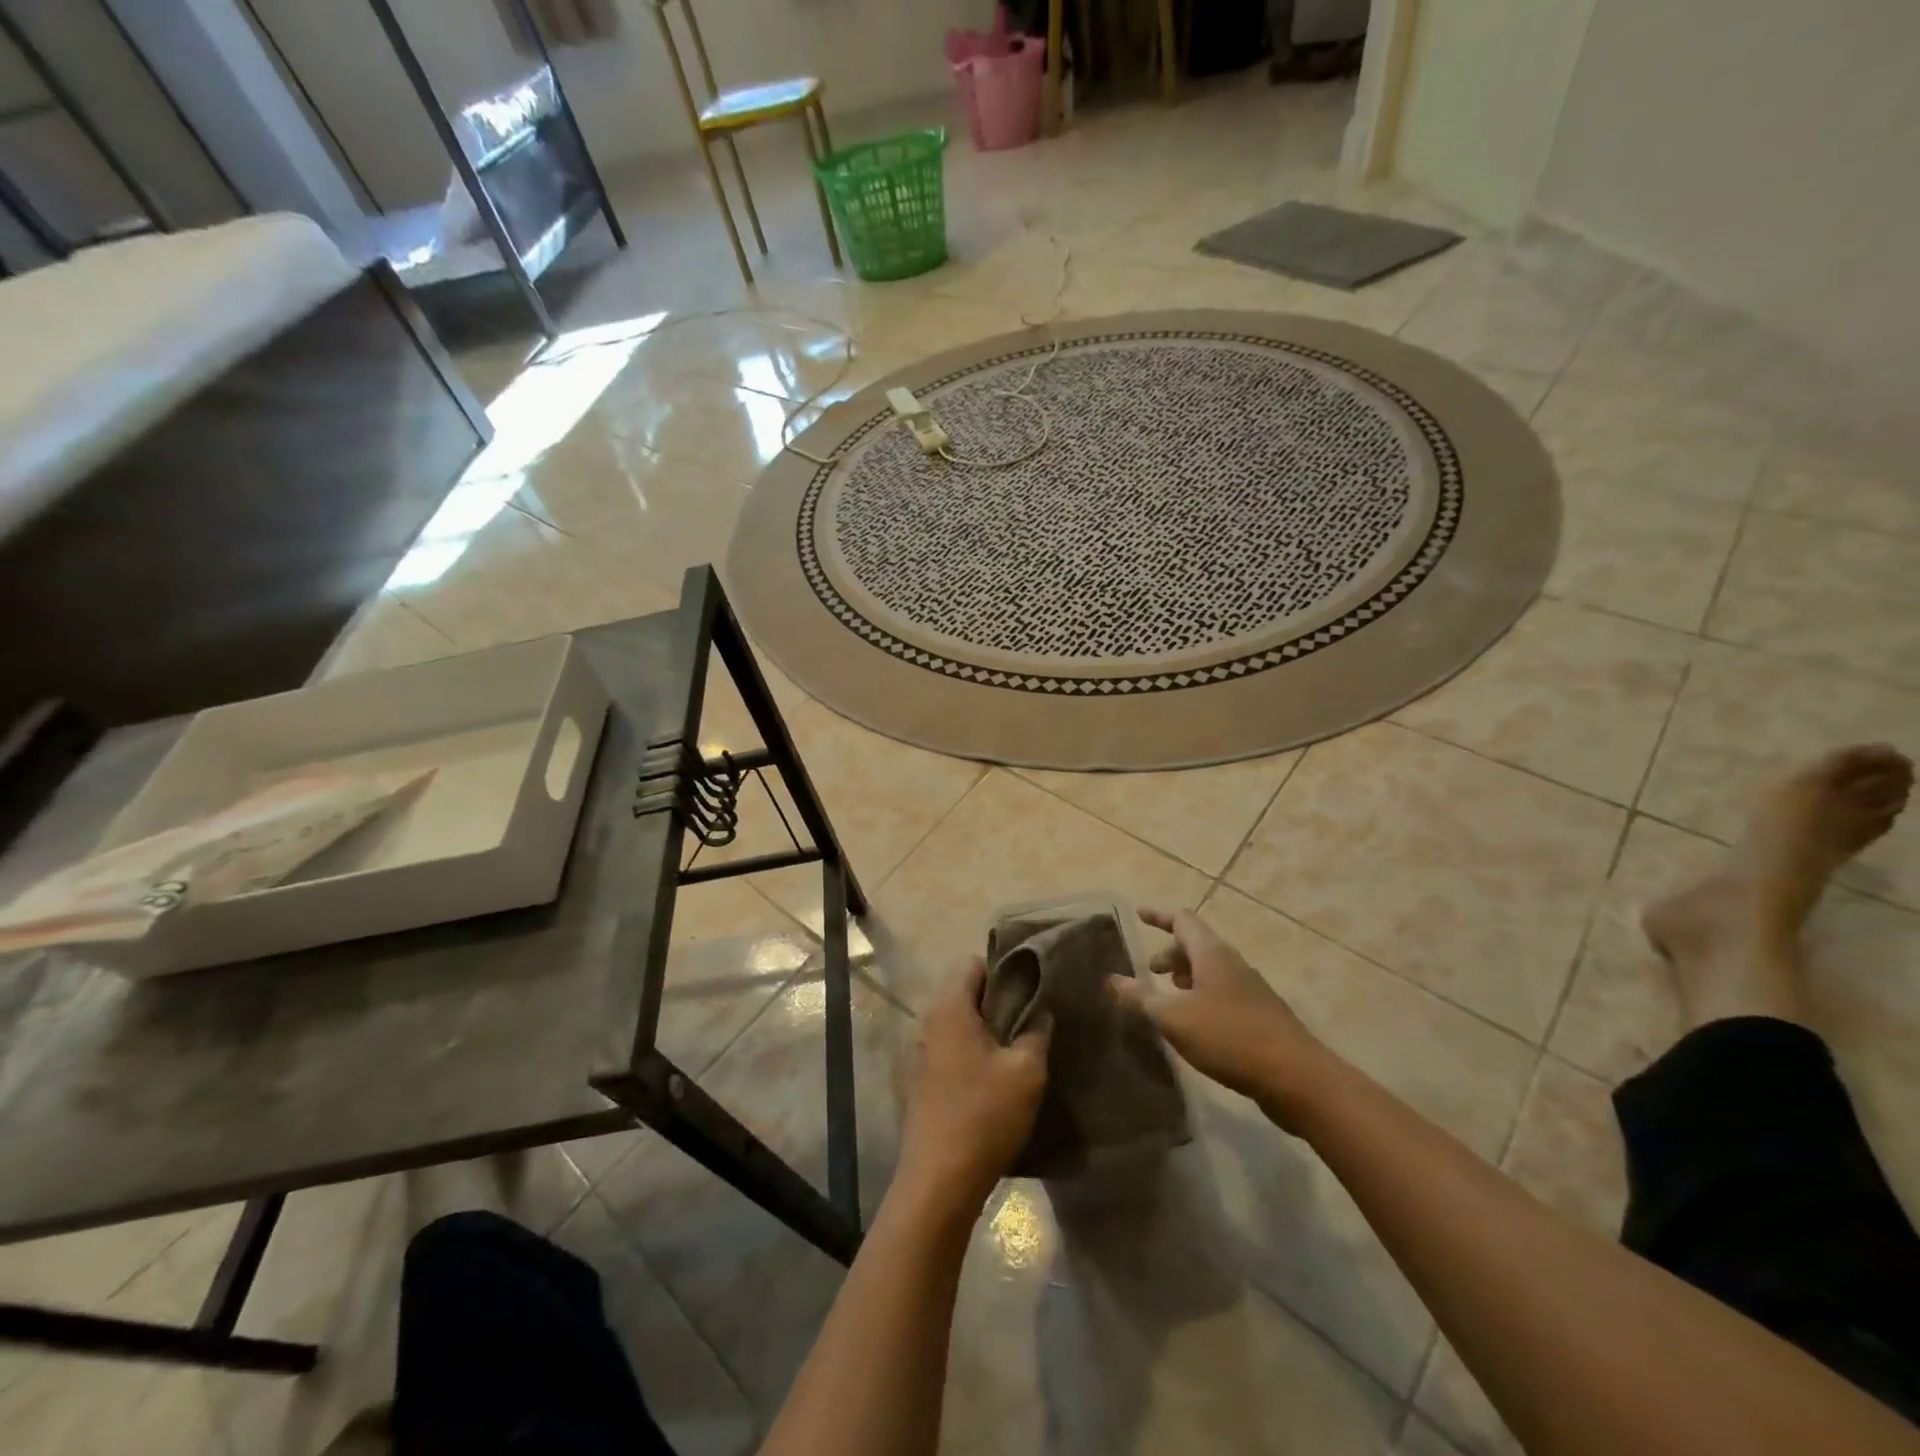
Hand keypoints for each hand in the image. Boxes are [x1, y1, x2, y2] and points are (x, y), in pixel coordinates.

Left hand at [897, 957, 1050, 1214]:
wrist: (939, 1182)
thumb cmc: (984, 1115)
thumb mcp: (1026, 1071)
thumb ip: (1037, 1032)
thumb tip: (1042, 1011)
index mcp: (950, 1008)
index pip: (973, 964)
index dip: (1005, 969)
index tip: (1033, 985)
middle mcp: (928, 1022)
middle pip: (966, 994)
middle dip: (999, 1001)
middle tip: (1033, 1017)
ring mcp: (920, 1053)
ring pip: (959, 1025)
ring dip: (987, 1031)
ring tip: (1020, 1047)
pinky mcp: (920, 1082)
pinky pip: (951, 1051)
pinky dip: (972, 1054)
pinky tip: (996, 1078)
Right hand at [1115, 907, 1335, 1130]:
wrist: (1297, 1078)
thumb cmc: (1229, 1037)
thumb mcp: (1175, 1018)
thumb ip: (1141, 998)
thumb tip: (1112, 980)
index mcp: (1212, 954)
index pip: (1182, 920)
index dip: (1158, 916)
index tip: (1139, 914)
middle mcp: (1233, 964)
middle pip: (1197, 945)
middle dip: (1170, 954)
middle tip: (1149, 971)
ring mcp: (1251, 990)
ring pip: (1211, 971)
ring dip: (1186, 978)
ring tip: (1168, 998)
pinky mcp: (1260, 1016)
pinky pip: (1223, 994)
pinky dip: (1202, 998)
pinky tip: (1195, 1026)